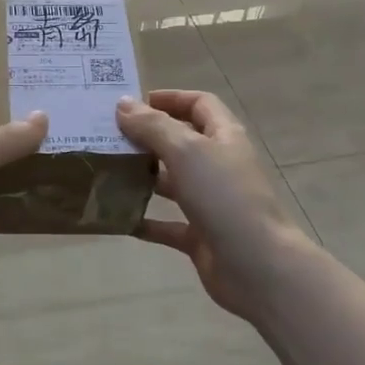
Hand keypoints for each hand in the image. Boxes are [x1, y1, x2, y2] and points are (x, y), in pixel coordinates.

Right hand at [116, 90, 310, 325]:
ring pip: (174, 182)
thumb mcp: (186, 152)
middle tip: (109, 137)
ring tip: (108, 172)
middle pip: (183, 142)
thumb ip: (153, 126)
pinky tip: (118, 219)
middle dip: (149, 137)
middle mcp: (219, 166)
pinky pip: (168, 225)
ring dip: (145, 177)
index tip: (133, 104)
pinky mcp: (202, 236)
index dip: (170, 99)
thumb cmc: (224, 197)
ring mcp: (212, 202)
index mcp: (224, 137)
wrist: (257, 266)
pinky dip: (145, 221)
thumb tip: (123, 104)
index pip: (200, 104)